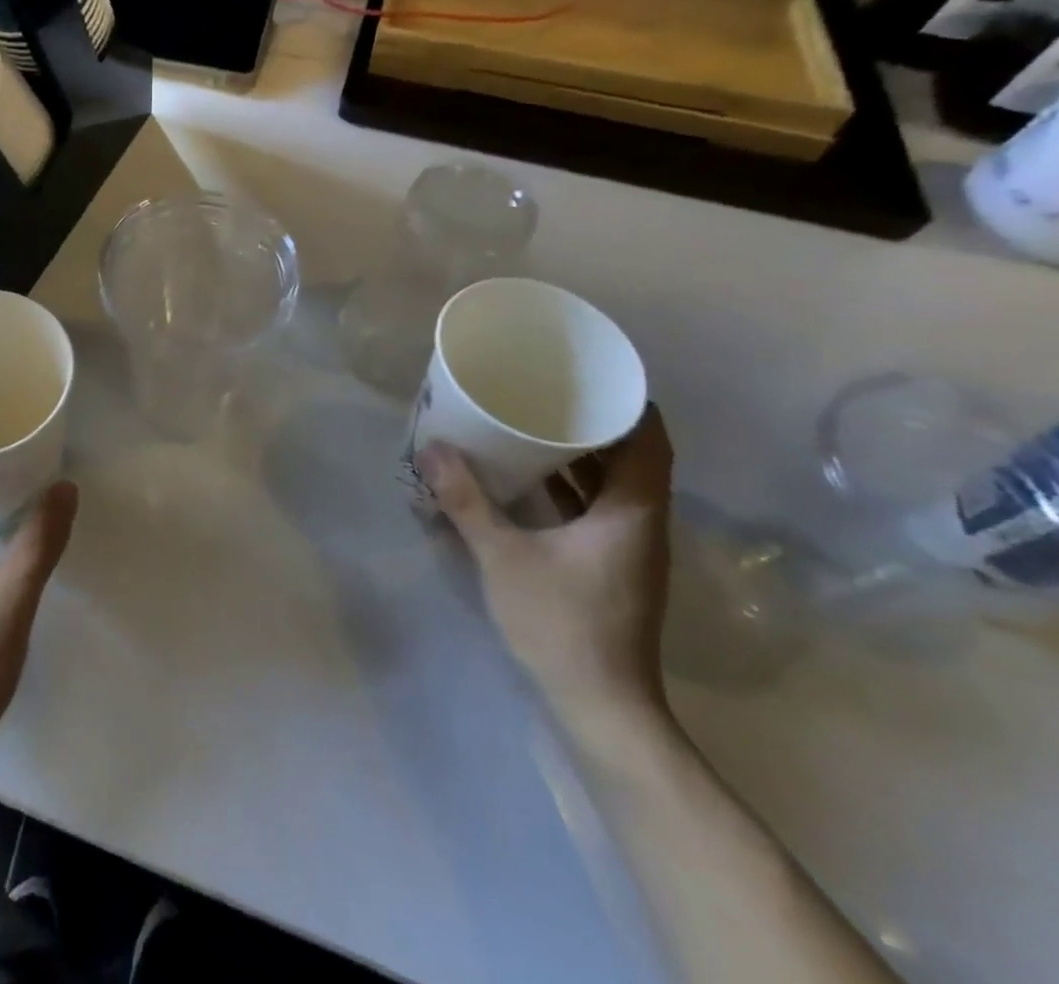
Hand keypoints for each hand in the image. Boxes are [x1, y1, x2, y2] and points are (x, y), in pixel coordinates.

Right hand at [422, 406, 673, 726]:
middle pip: (631, 456)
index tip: (586, 375)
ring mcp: (628, 547)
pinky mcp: (611, 565)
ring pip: (612, 483)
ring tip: (530, 422)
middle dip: (591, 421)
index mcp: (632, 512)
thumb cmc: (561, 624)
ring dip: (579, 454)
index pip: (650, 440)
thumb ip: (467, 500)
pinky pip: (596, 507)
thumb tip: (432, 448)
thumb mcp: (504, 556)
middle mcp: (641, 522)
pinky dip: (569, 484)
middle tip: (543, 391)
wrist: (601, 706)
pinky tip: (528, 476)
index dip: (627, 403)